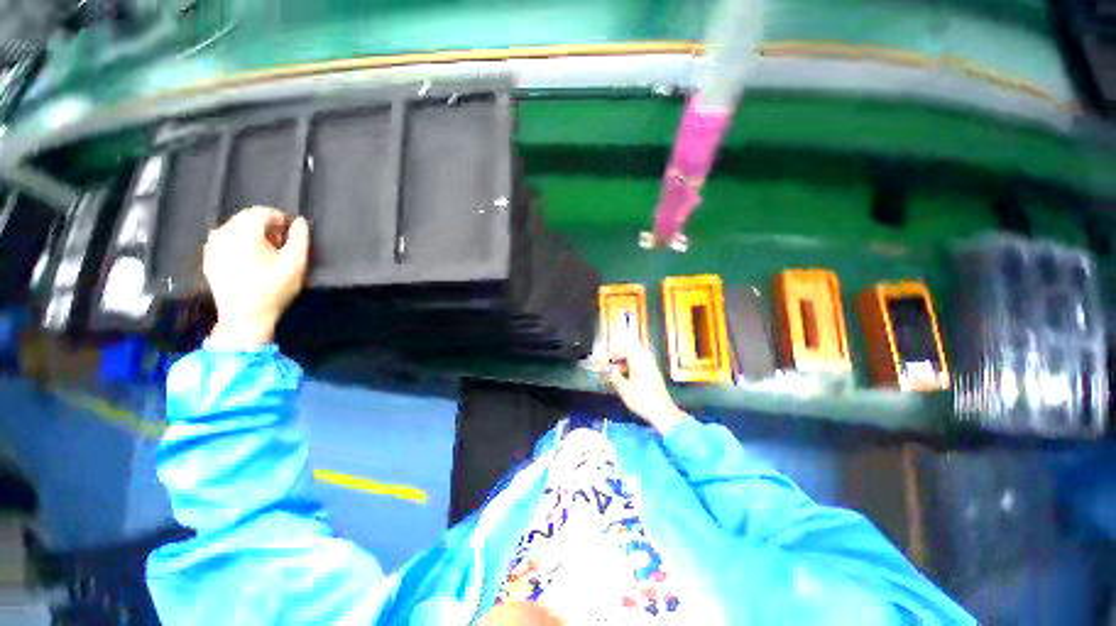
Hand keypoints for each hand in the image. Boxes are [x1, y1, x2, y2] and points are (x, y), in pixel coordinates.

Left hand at [203, 206, 309, 347]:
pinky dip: (239, 244)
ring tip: (266, 255)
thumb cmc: (274, 290)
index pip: (263, 212)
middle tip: (280, 247)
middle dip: (266, 227)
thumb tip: (299, 221)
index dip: (281, 221)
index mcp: (244, 233)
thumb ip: (299, 239)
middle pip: (247, 217)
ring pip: (235, 227)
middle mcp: (223, 233)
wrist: (245, 316)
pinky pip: (225, 240)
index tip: (290, 238)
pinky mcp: (208, 257)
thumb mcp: (296, 265)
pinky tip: (250, 262)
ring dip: (252, 235)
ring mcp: (212, 245)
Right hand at [609, 341, 688, 433]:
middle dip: (622, 351)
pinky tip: (628, 373)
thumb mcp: (624, 391)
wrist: (663, 412)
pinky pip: (643, 362)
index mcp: (639, 363)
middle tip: (612, 358)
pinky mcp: (655, 374)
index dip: (617, 346)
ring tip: (618, 365)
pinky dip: (634, 363)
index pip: (628, 346)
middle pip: (634, 349)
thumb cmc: (642, 401)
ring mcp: (652, 367)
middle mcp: (647, 362)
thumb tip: (608, 368)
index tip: (609, 350)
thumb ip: (615, 377)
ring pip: (639, 355)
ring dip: (628, 357)